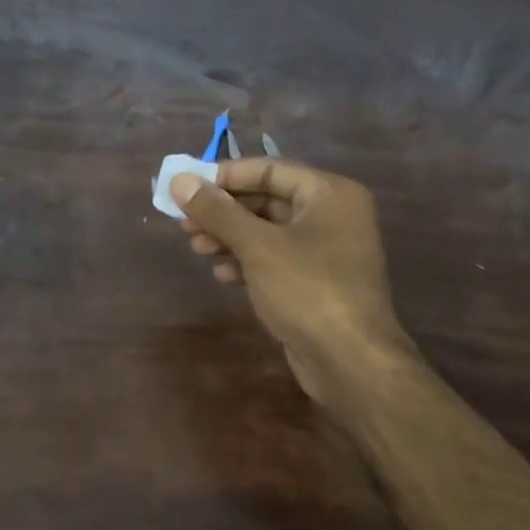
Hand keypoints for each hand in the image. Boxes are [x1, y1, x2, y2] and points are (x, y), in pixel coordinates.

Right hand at [171, 159, 418, 406]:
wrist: (350, 360)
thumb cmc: (306, 289)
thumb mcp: (256, 246)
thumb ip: (216, 211)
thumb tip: (179, 180)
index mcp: (329, 194)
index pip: (269, 169)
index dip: (224, 176)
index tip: (186, 189)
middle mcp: (332, 215)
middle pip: (266, 200)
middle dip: (223, 212)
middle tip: (183, 223)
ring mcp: (326, 251)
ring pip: (267, 232)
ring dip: (229, 238)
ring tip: (196, 249)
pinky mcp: (316, 283)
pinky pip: (275, 260)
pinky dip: (246, 262)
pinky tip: (222, 276)